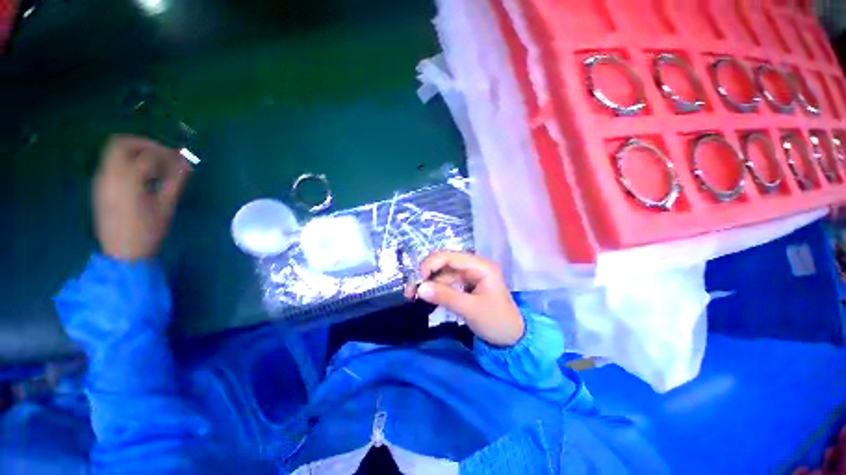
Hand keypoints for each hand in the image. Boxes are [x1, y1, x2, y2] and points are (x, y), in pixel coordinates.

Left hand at [93, 135, 190, 260]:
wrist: (122, 253)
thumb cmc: (147, 231)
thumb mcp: (166, 206)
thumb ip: (175, 181)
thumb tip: (186, 163)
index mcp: (127, 180)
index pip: (147, 155)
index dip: (167, 154)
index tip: (182, 160)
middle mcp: (109, 175)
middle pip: (121, 143)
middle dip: (144, 144)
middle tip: (163, 154)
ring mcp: (101, 180)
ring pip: (113, 151)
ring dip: (135, 152)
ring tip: (155, 166)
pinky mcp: (100, 186)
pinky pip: (111, 163)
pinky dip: (127, 162)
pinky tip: (142, 176)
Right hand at [404, 251, 523, 346]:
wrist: (511, 340)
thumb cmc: (496, 322)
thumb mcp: (470, 309)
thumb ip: (445, 297)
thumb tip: (420, 288)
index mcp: (480, 266)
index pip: (451, 257)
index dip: (431, 264)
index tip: (418, 279)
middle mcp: (474, 267)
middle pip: (444, 264)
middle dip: (427, 275)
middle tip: (411, 290)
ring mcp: (469, 276)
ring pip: (443, 274)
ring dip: (428, 284)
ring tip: (413, 297)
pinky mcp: (465, 286)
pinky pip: (446, 283)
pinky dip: (435, 290)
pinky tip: (426, 298)